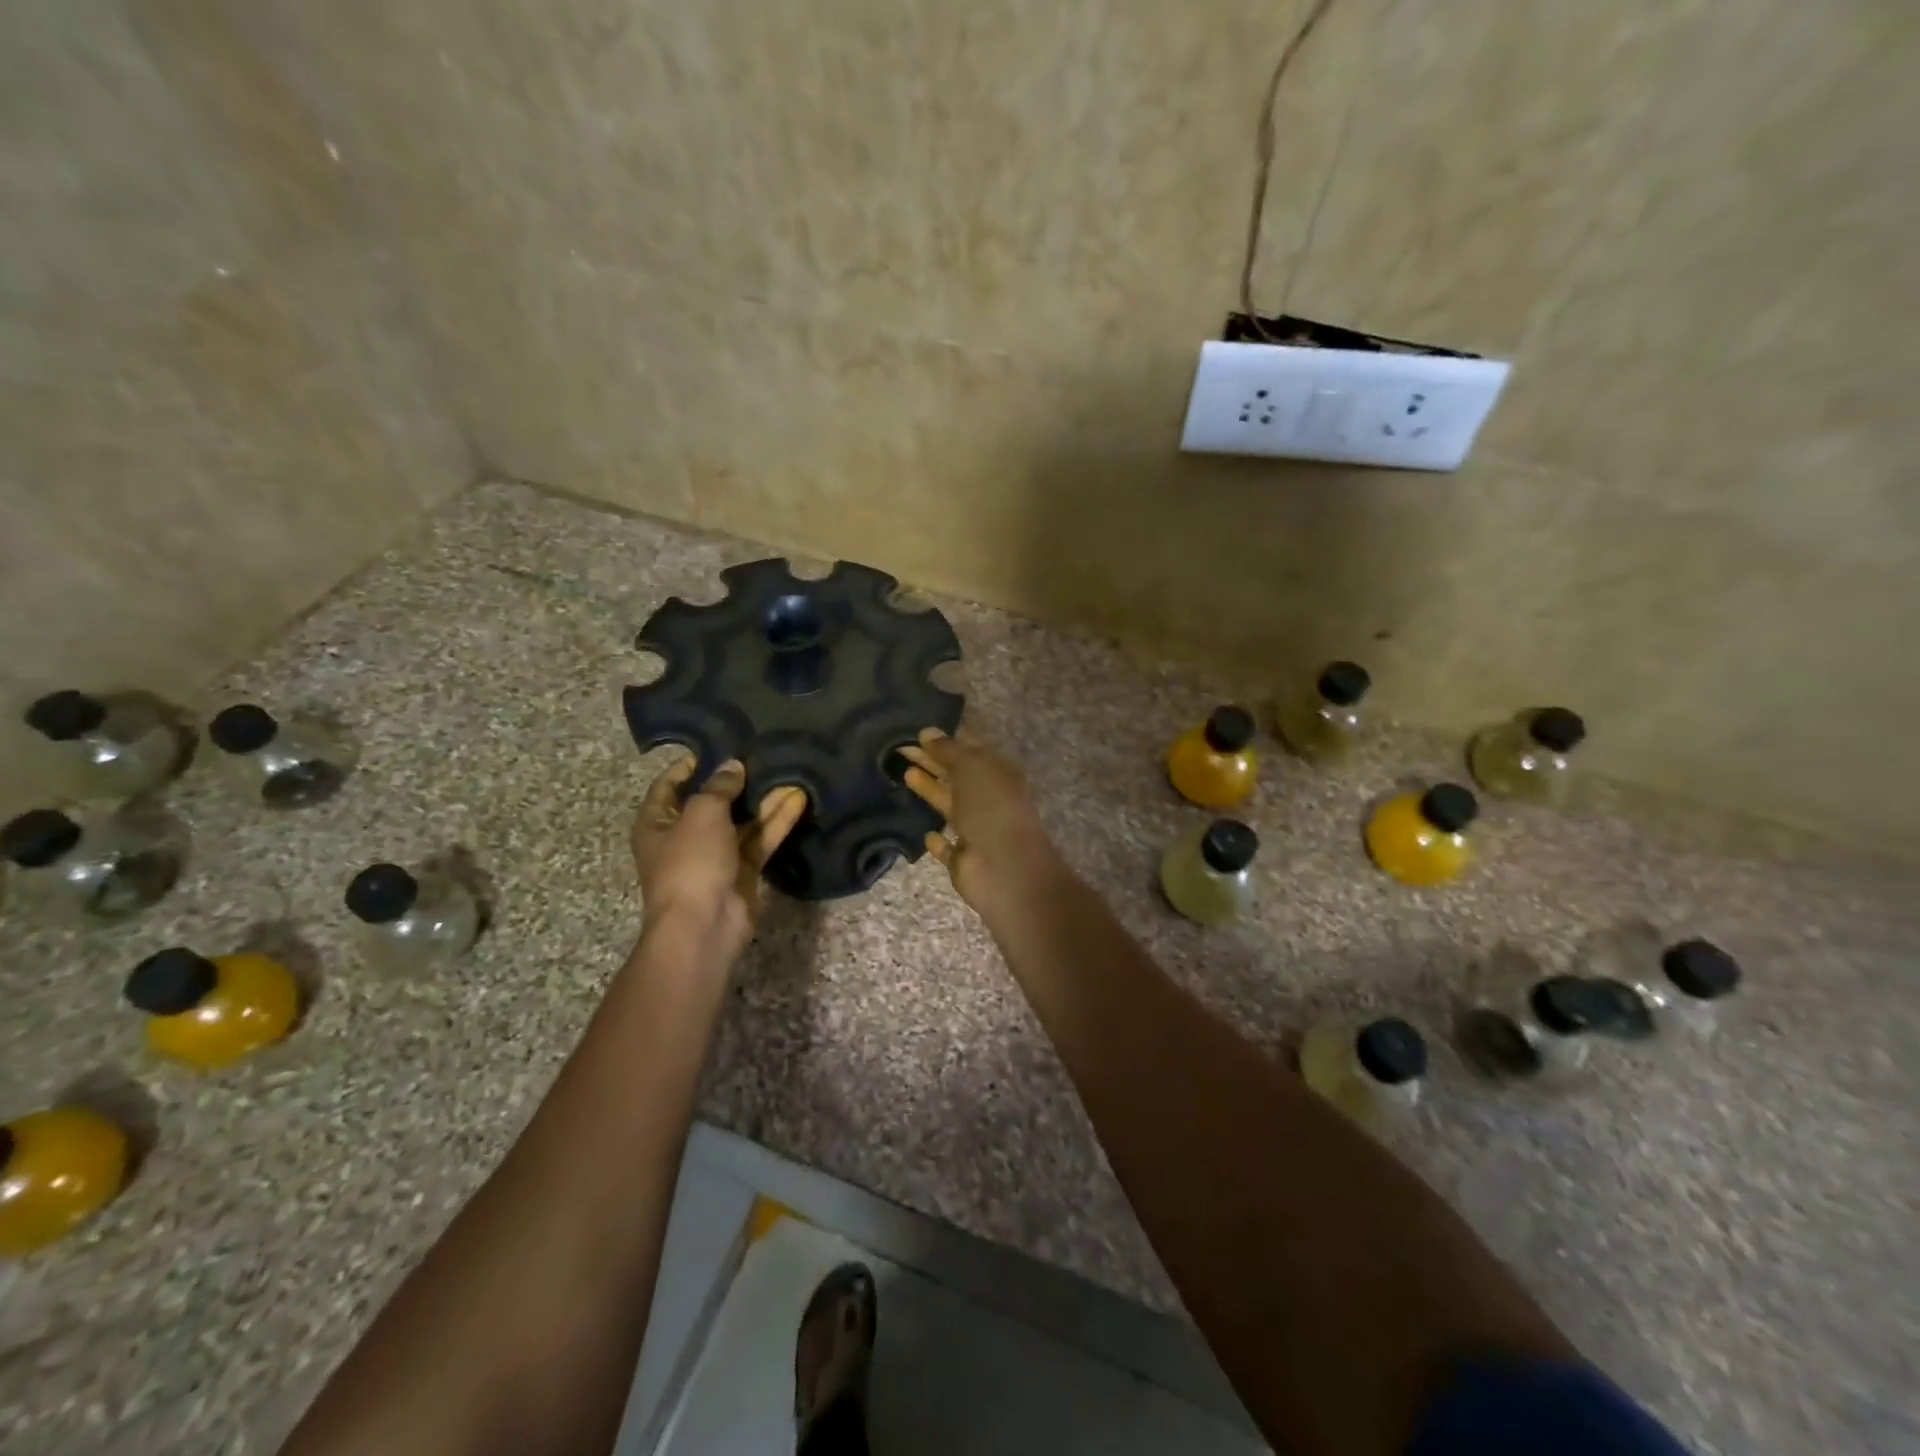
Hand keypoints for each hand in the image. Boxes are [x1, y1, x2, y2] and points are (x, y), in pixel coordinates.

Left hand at [633, 755, 807, 965]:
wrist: (704, 925)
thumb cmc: (690, 862)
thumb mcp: (702, 813)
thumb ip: (719, 786)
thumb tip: (732, 766)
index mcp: (657, 823)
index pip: (669, 785)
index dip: (689, 765)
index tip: (717, 745)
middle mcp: (684, 837)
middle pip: (712, 802)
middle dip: (735, 781)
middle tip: (761, 754)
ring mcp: (715, 856)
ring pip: (742, 821)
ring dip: (764, 800)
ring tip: (788, 772)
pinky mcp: (743, 871)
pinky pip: (760, 840)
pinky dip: (777, 822)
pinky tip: (798, 799)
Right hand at [900, 728, 1060, 914]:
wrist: (1004, 866)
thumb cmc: (990, 806)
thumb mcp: (970, 766)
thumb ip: (948, 749)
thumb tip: (927, 732)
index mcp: (998, 774)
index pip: (970, 751)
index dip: (945, 742)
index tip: (917, 733)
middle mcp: (989, 800)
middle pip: (956, 776)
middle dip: (931, 762)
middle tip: (899, 749)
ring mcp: (977, 831)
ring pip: (949, 806)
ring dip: (929, 790)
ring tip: (903, 773)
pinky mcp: (964, 860)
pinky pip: (948, 846)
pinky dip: (937, 840)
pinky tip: (925, 832)